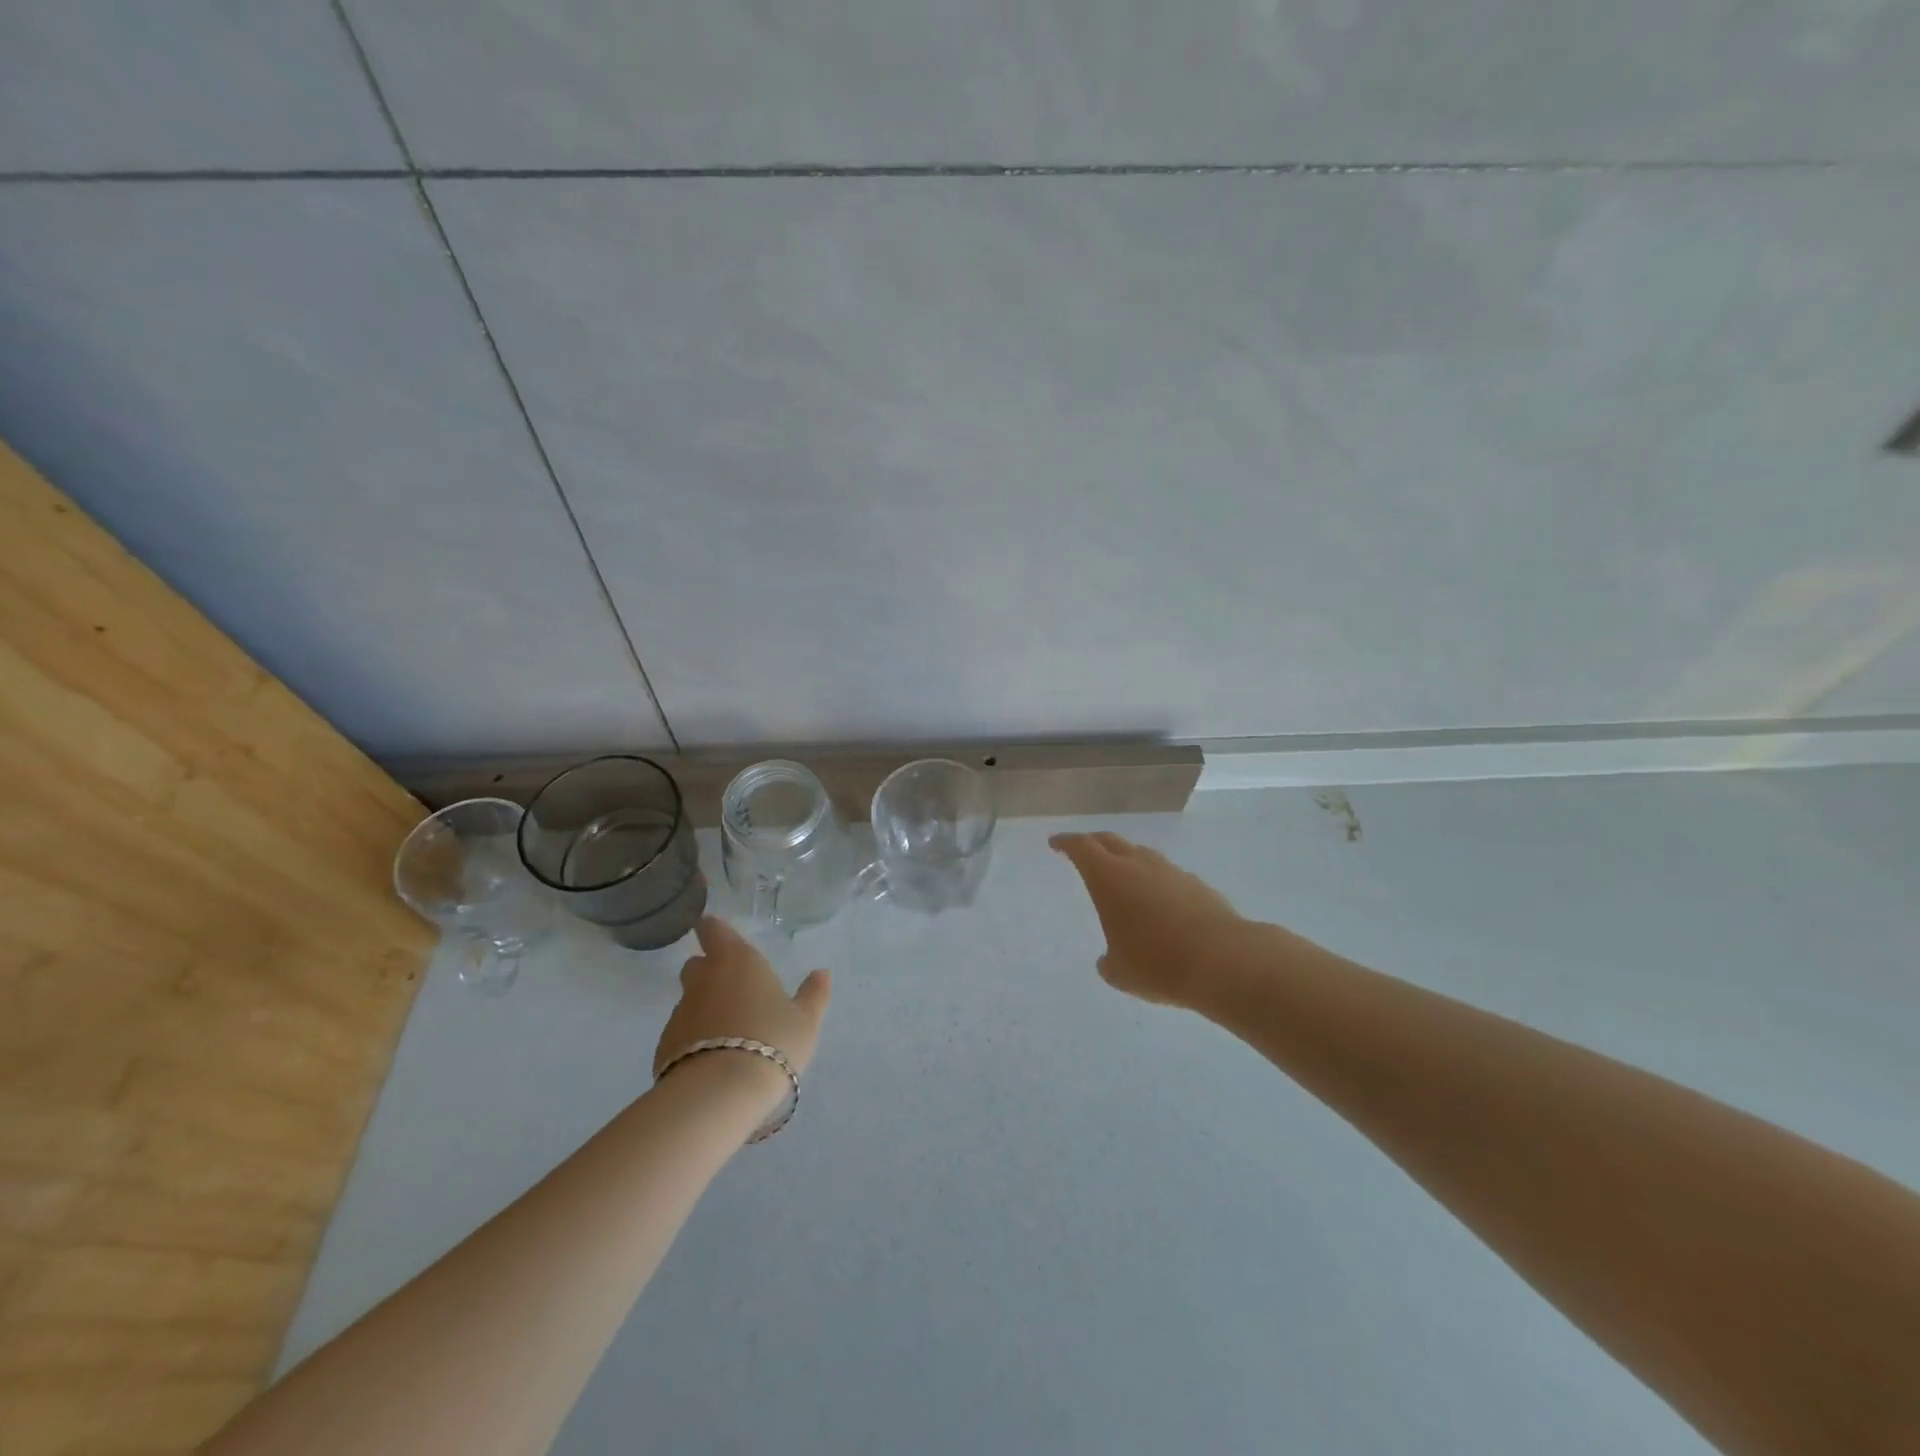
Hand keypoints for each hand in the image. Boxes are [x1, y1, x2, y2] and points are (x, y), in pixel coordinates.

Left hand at [653, 917, 831, 1080]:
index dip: (713, 929)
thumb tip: (821, 973)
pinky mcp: (665, 1047)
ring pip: (690, 1001)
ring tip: (729, 1034)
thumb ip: (813, 994)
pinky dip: (694, 1040)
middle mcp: (703, 979)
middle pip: (697, 965)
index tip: (714, 930)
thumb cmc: (772, 1041)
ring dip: (705, 1009)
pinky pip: (682, 1035)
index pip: (714, 930)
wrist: (719, 1093)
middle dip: (710, 971)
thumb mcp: (805, 1020)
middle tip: (734, 989)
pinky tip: (713, 1061)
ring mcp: (680, 1013)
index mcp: (737, 961)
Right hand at [1050, 832, 1250, 1008]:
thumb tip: (1109, 960)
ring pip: (1141, 855)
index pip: (1081, 847)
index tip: (1056, 843)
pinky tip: (1159, 901)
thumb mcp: (1120, 972)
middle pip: (1110, 841)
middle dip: (1093, 843)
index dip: (1066, 843)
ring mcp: (1171, 872)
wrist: (1224, 960)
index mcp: (1109, 877)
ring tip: (1122, 875)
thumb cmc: (1158, 963)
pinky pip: (1167, 874)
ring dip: (1127, 859)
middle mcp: (1139, 865)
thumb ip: (1109, 962)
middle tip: (1083, 850)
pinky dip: (1155, 881)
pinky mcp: (1197, 885)